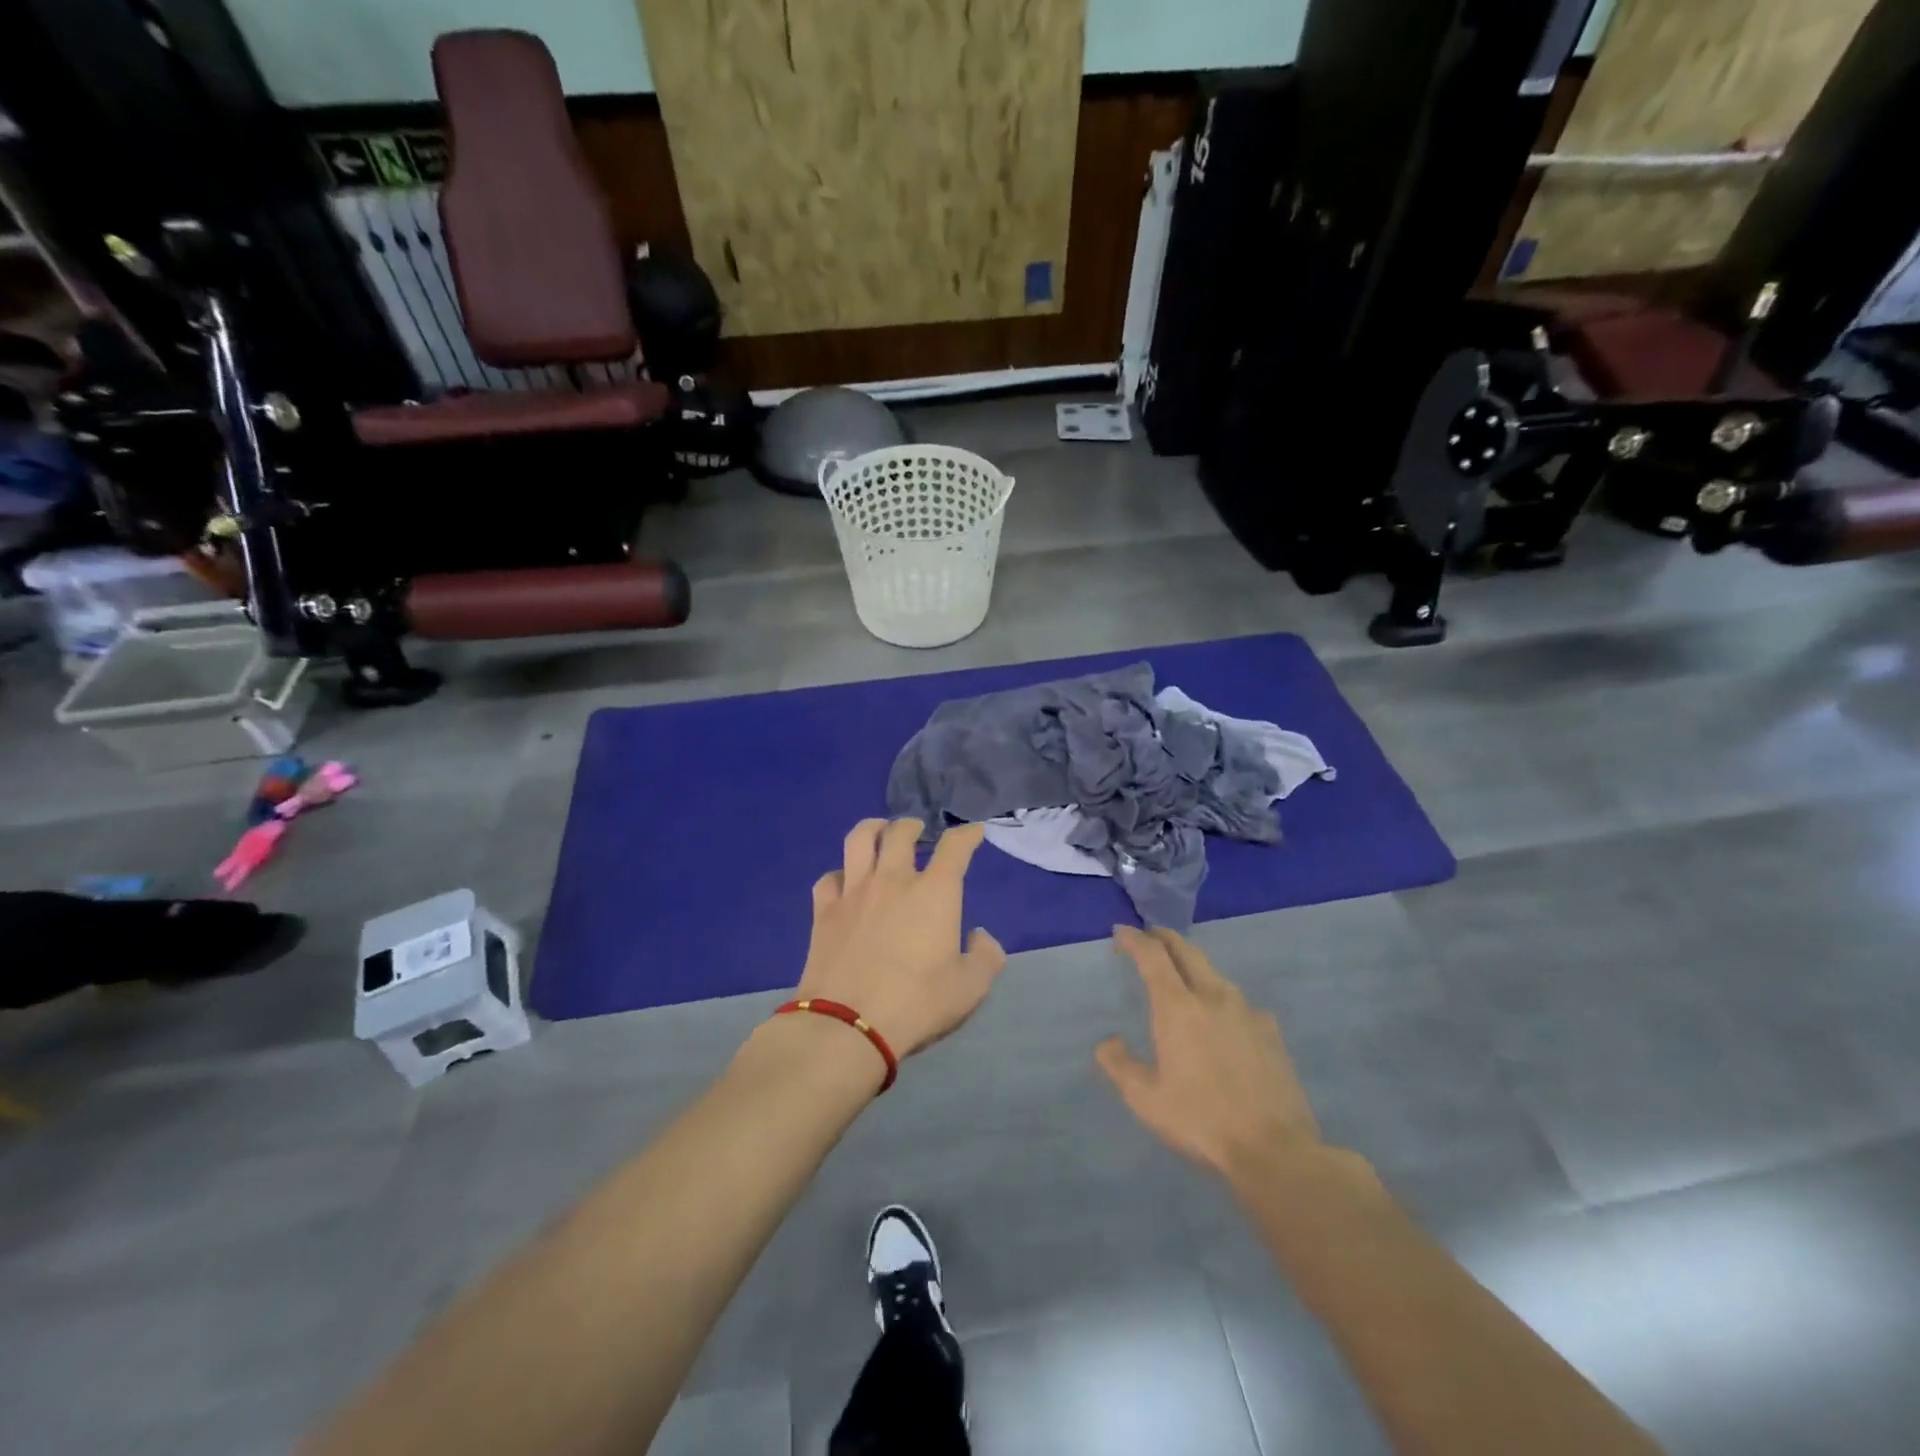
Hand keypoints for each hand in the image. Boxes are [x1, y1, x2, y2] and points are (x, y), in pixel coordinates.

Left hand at [798, 818, 1006, 1058]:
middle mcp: (893, 880)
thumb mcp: (970, 988)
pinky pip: (828, 878)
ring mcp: (854, 892)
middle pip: (901, 833)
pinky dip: (839, 874)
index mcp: (934, 892)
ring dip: (873, 828)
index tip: (973, 832)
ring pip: (859, 840)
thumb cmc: (917, 1003)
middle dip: (913, 825)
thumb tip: (979, 936)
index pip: (955, 846)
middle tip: (918, 830)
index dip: (967, 834)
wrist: (848, 1025)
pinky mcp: (824, 912)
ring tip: (879, 831)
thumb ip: (985, 957)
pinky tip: (844, 882)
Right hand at [1096, 926, 1320, 1180]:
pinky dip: (1220, 998)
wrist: (1276, 1150)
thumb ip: (1119, 1065)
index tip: (1121, 933)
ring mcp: (1247, 1011)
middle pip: (1186, 950)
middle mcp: (1213, 996)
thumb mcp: (1146, 1099)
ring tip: (1181, 978)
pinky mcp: (1271, 1031)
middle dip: (1163, 938)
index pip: (1152, 955)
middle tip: (1148, 939)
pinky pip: (1239, 1002)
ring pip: (1214, 973)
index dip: (1134, 939)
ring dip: (1192, 966)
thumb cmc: (1202, 1121)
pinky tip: (1221, 1020)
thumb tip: (1107, 1042)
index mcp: (1178, 1007)